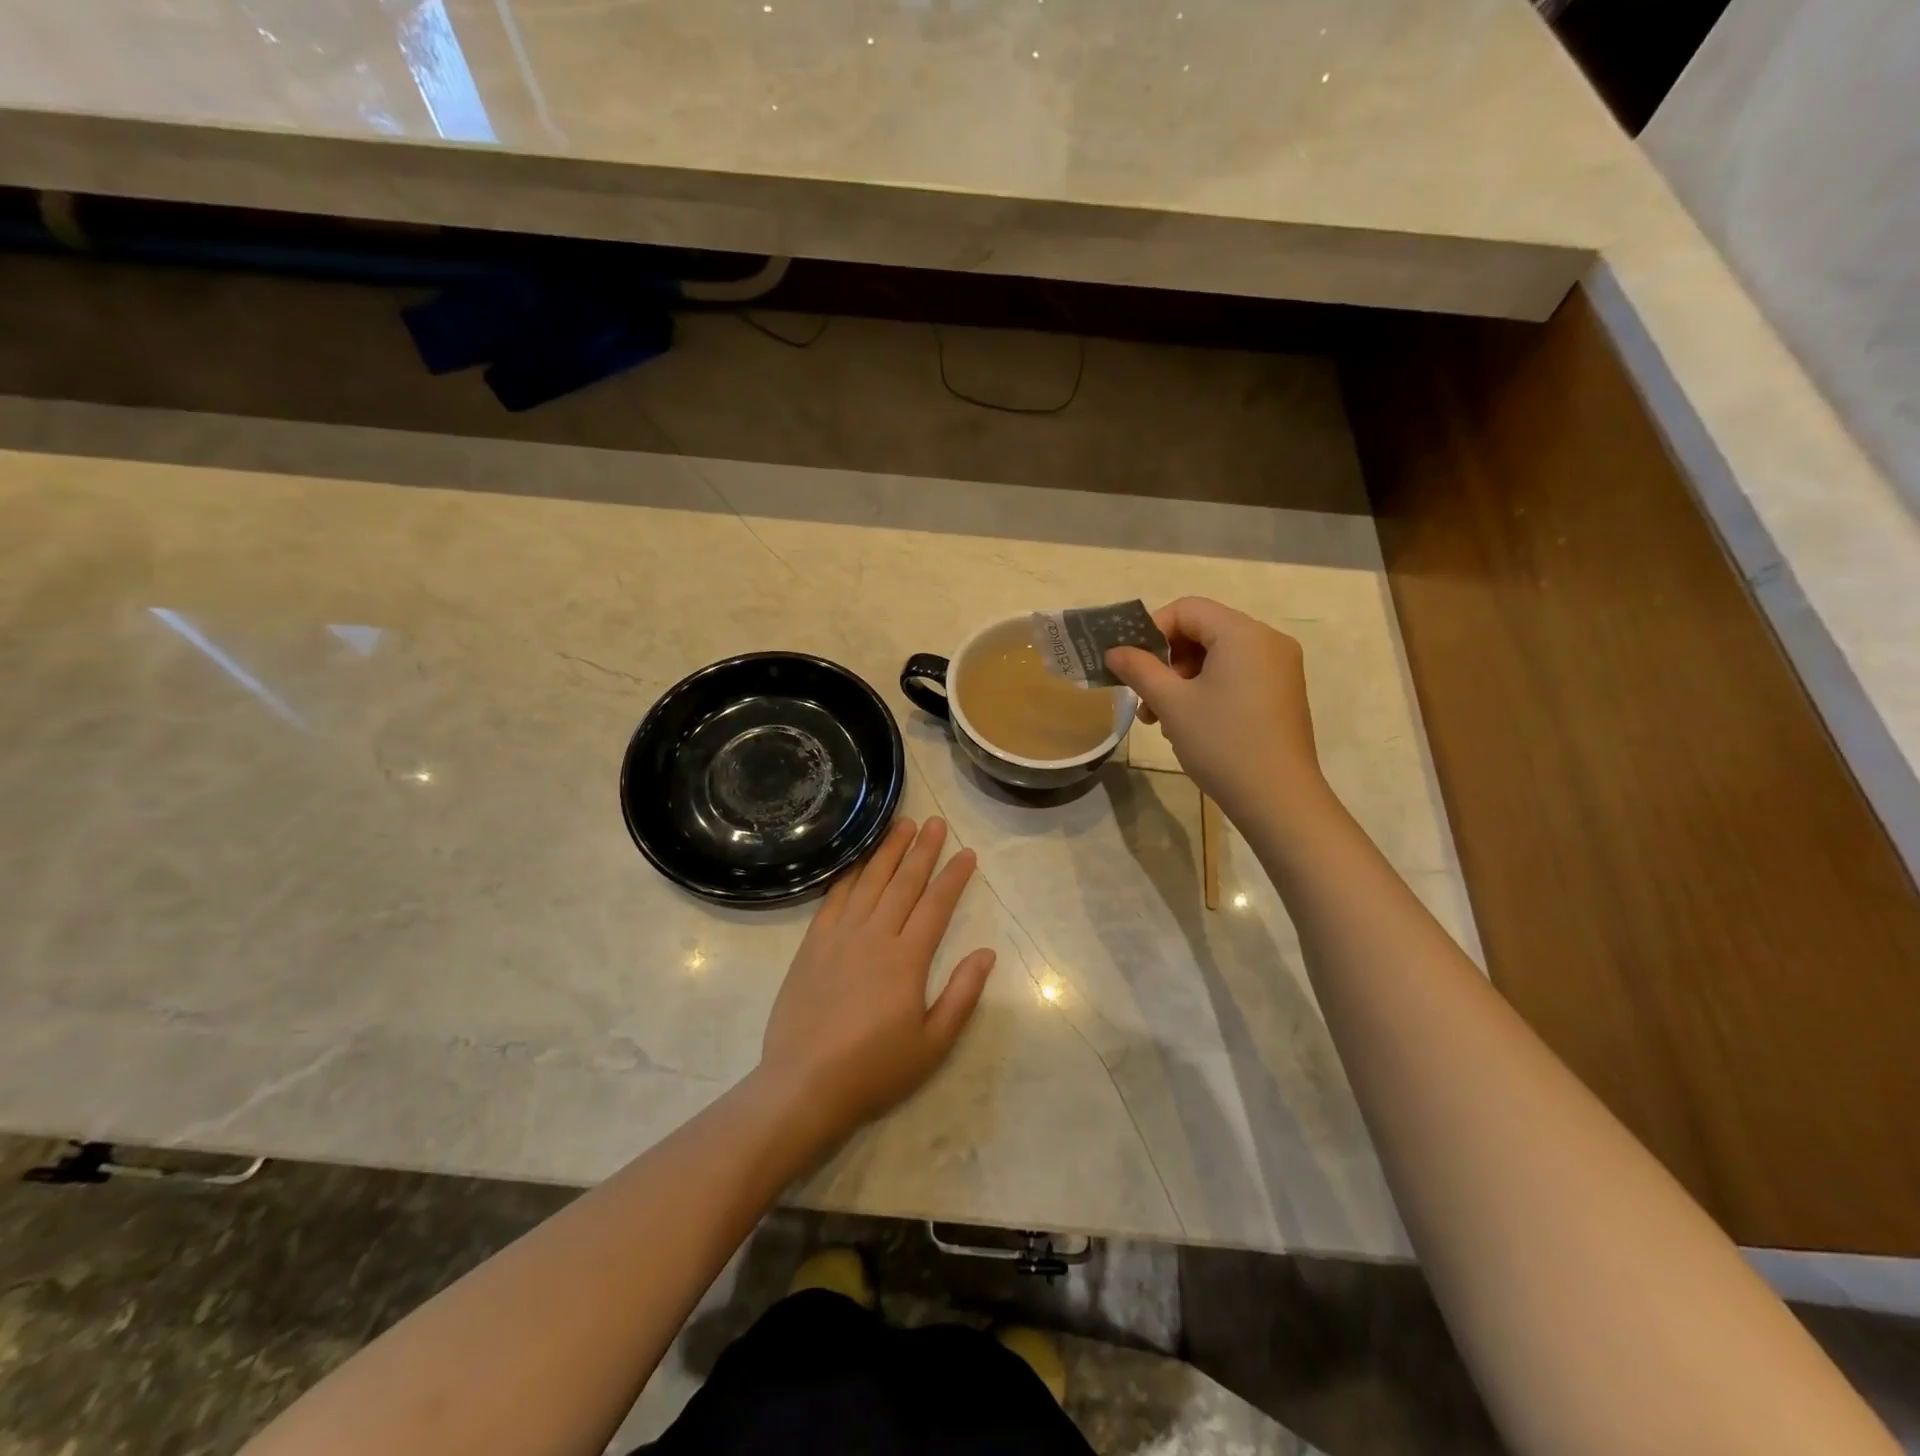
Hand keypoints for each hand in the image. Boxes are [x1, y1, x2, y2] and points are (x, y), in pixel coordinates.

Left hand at [758, 817, 995, 1147]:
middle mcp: (874, 936)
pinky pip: (833, 898)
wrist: (804, 1084)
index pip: (936, 905)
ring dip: (887, 851)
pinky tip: (858, 861)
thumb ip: (962, 995)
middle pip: (903, 883)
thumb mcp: (932, 1044)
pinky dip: (849, 874)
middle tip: (936, 822)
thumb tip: (986, 953)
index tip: (967, 852)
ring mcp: (839, 937)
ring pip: (869, 882)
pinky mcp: (812, 945)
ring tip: (901, 825)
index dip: (953, 876)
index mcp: (907, 959)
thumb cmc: (875, 1069)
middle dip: (922, 850)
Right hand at [1105, 596, 1324, 821]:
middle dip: (1166, 660)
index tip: (1131, 663)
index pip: (1188, 609)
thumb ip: (1139, 669)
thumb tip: (1114, 651)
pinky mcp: (1282, 693)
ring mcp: (1280, 668)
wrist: (1279, 799)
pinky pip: (1237, 675)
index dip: (1152, 630)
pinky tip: (1191, 723)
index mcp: (1243, 634)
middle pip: (1203, 631)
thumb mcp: (1172, 704)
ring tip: (1161, 718)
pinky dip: (1208, 689)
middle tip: (1144, 696)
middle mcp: (1268, 641)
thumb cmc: (1222, 743)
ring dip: (1183, 679)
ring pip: (1218, 656)